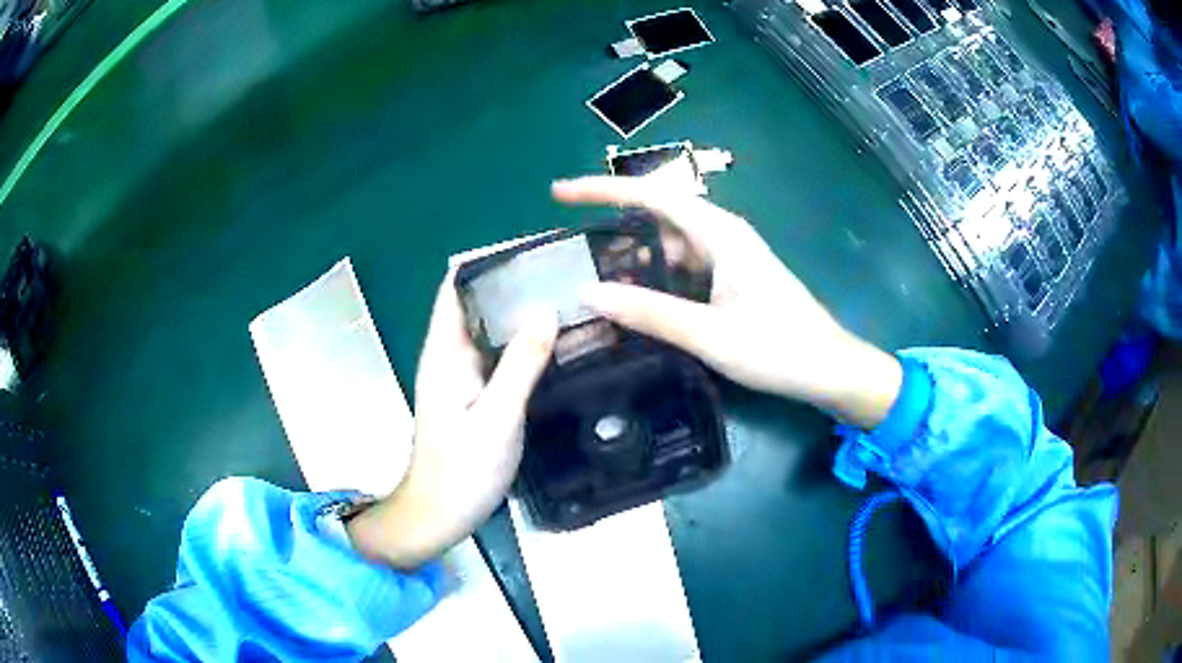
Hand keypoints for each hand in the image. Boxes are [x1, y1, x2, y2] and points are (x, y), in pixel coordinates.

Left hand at [348, 271, 556, 569]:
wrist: (440, 515)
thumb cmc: (461, 471)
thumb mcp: (496, 419)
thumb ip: (520, 364)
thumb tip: (546, 308)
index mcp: (445, 350)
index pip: (457, 282)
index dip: (490, 257)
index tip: (535, 249)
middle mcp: (453, 353)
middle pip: (480, 298)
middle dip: (518, 280)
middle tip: (570, 272)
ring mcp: (467, 373)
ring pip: (495, 325)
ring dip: (527, 309)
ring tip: (575, 297)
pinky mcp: (480, 392)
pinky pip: (505, 353)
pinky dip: (530, 340)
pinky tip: (564, 341)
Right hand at [552, 176, 900, 429]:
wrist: (829, 369)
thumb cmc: (777, 347)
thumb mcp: (707, 333)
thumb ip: (648, 311)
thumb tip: (588, 290)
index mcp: (719, 233)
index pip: (650, 196)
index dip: (601, 191)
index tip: (559, 195)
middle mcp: (723, 235)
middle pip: (657, 216)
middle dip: (613, 226)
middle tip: (571, 248)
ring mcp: (729, 258)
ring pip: (670, 245)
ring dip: (634, 257)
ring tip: (594, 278)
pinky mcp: (733, 280)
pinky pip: (684, 267)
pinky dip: (656, 277)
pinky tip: (636, 299)